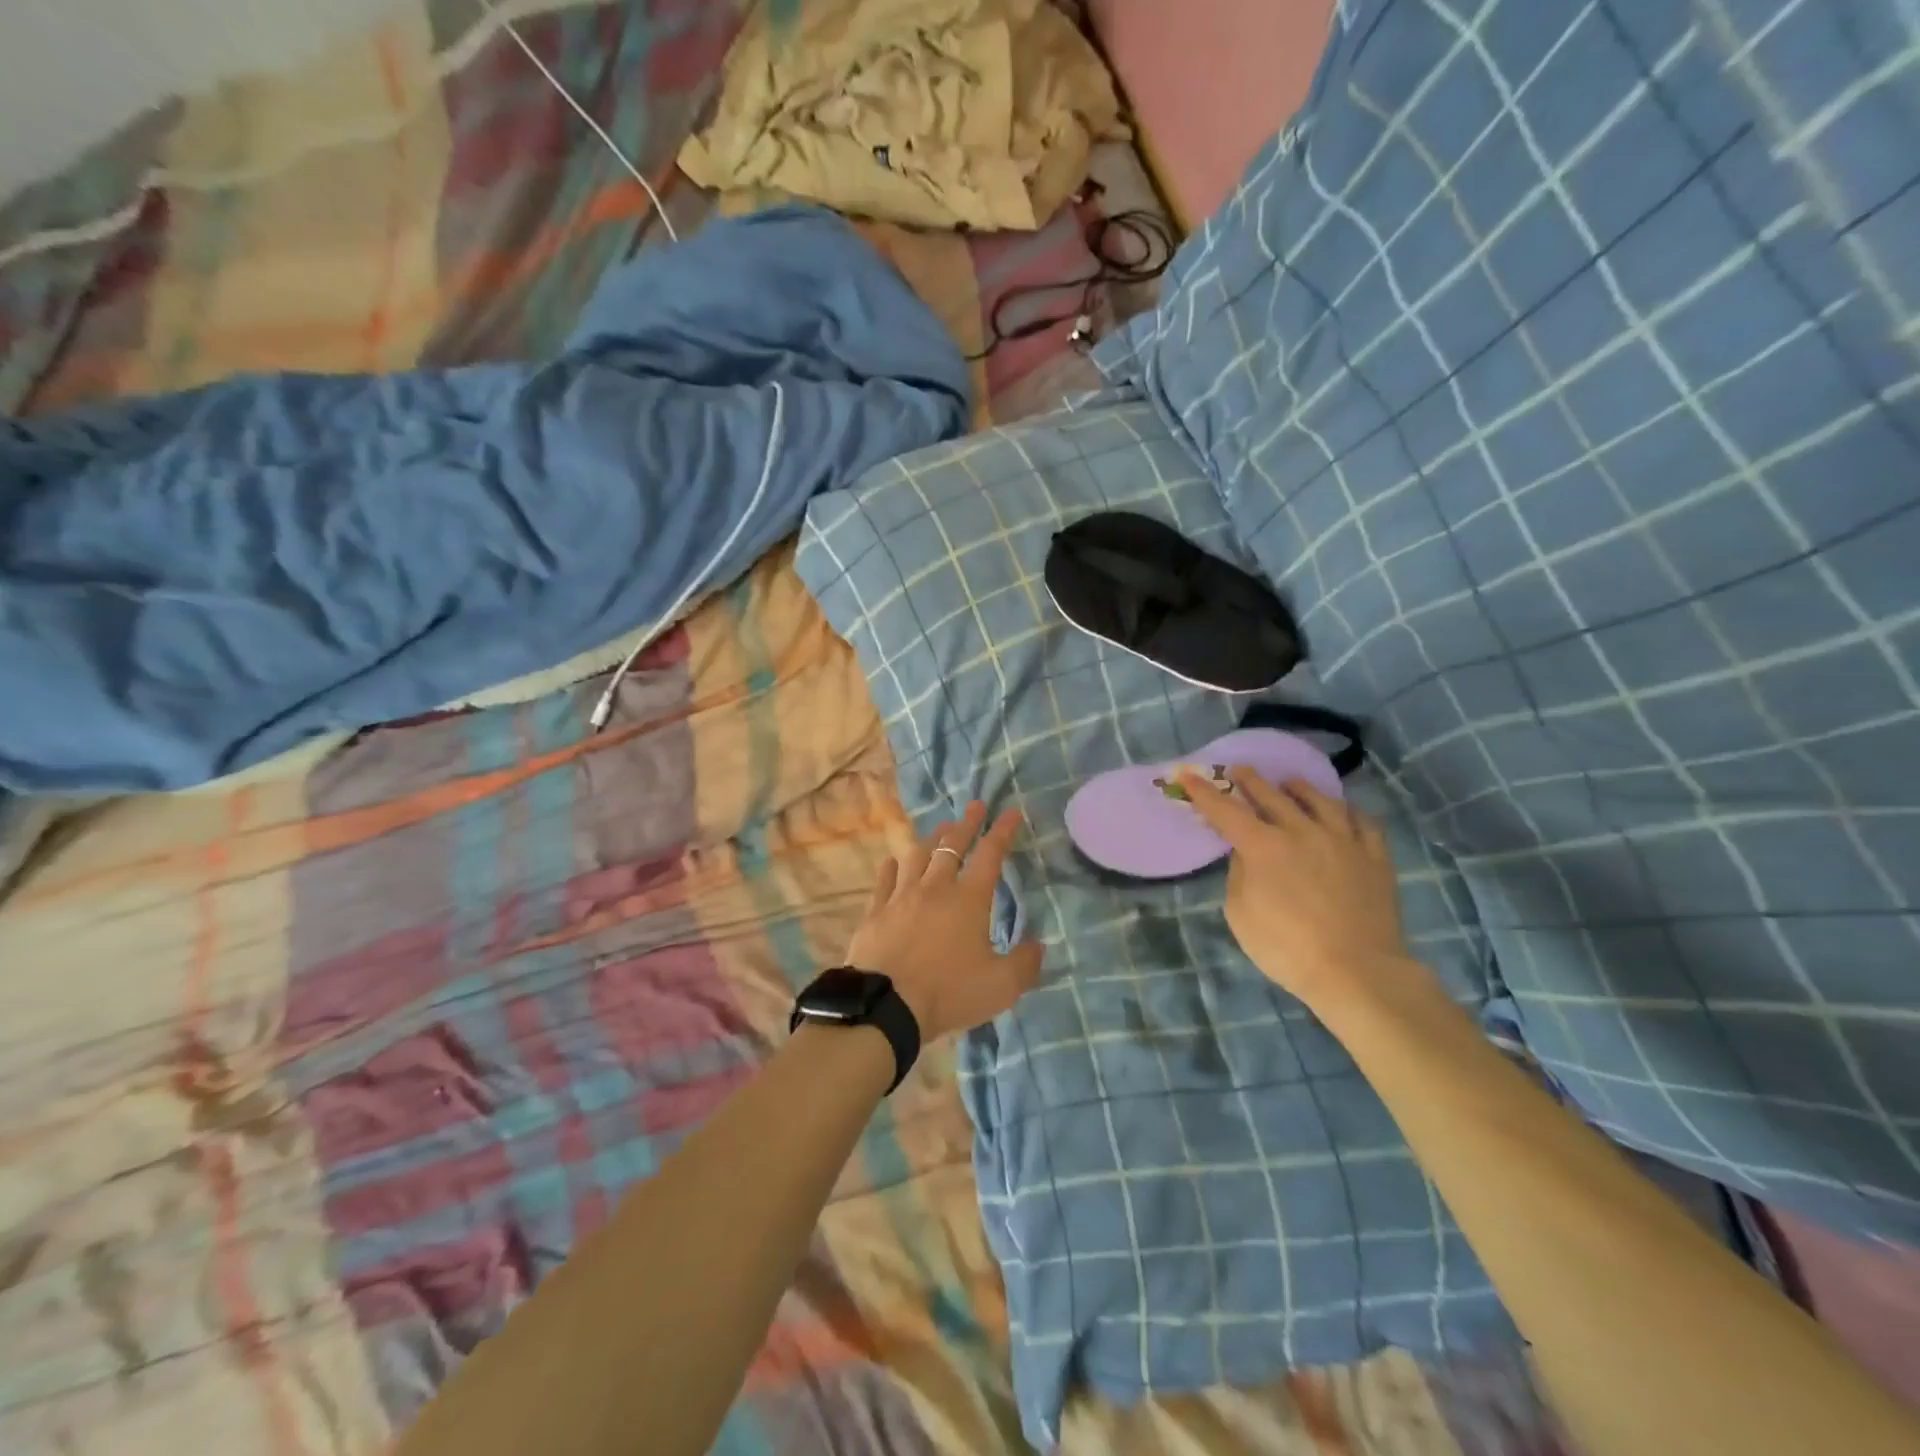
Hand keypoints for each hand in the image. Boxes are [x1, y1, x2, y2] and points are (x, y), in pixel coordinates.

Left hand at [846, 802, 1043, 1041]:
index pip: (990, 855)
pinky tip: (893, 862)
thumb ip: (1025, 964)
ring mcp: (901, 896)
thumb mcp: (1001, 986)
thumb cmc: (948, 992)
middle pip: (952, 846)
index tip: (1011, 813)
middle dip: (967, 823)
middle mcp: (935, 887)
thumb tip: (1038, 945)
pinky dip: (892, 867)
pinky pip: (885, 880)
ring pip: (917, 855)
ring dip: (932, 839)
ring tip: (941, 830)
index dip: (1003, 831)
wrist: (886, 1005)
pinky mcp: (876, 911)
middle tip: (975, 806)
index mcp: (969, 899)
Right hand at [1175, 768, 1410, 1010]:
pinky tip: (1342, 811)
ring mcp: (1343, 841)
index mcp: (1263, 847)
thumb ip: (1239, 875)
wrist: (1357, 972)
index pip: (1226, 811)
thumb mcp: (1241, 915)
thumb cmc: (1287, 948)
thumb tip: (1246, 854)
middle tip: (1240, 771)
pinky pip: (1363, 822)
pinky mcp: (1375, 856)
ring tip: (1290, 782)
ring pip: (1320, 800)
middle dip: (1250, 781)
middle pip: (1272, 796)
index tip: (1190, 776)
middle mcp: (1302, 832)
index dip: (1205, 793)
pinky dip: (1347, 811)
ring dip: (1299, 788)